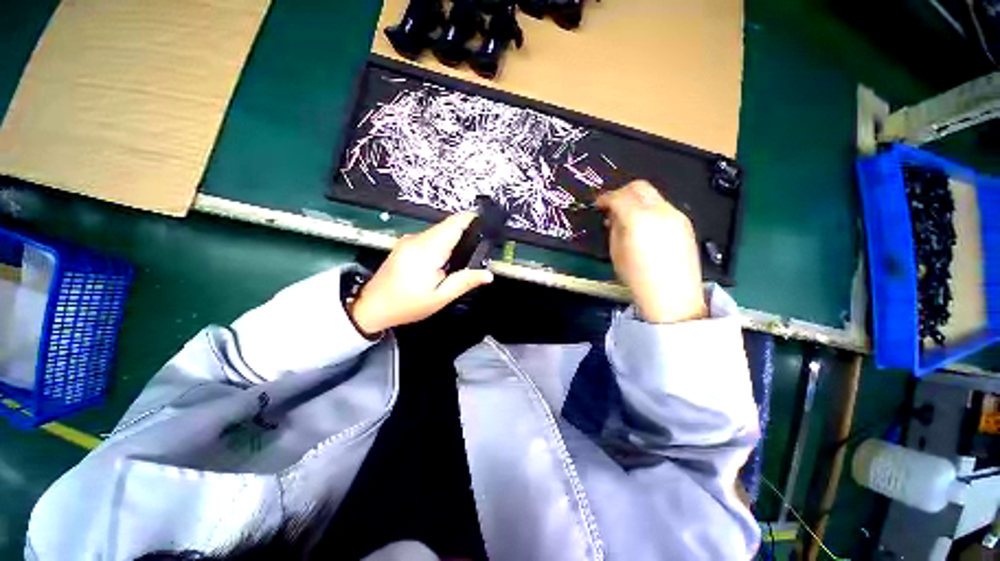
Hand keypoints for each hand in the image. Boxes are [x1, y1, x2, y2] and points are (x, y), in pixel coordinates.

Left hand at [349, 212, 493, 335]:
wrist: (373, 306)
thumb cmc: (406, 305)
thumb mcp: (440, 297)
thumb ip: (465, 282)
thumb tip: (487, 274)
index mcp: (426, 251)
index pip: (453, 224)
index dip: (471, 220)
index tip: (485, 224)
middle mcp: (416, 239)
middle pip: (447, 226)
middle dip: (465, 232)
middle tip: (479, 248)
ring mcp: (409, 239)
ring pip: (439, 231)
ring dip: (453, 238)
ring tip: (463, 256)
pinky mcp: (406, 243)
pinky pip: (430, 236)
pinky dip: (442, 243)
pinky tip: (446, 259)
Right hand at [596, 180, 706, 323]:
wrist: (672, 296)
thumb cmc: (637, 277)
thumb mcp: (616, 252)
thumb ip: (615, 228)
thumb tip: (614, 216)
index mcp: (639, 219)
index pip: (619, 197)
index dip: (605, 198)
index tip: (598, 205)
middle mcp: (660, 210)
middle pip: (639, 187)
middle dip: (622, 192)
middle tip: (612, 207)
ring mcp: (676, 215)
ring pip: (652, 196)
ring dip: (636, 201)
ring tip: (627, 219)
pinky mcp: (685, 223)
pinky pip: (663, 207)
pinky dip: (649, 210)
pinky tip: (644, 227)